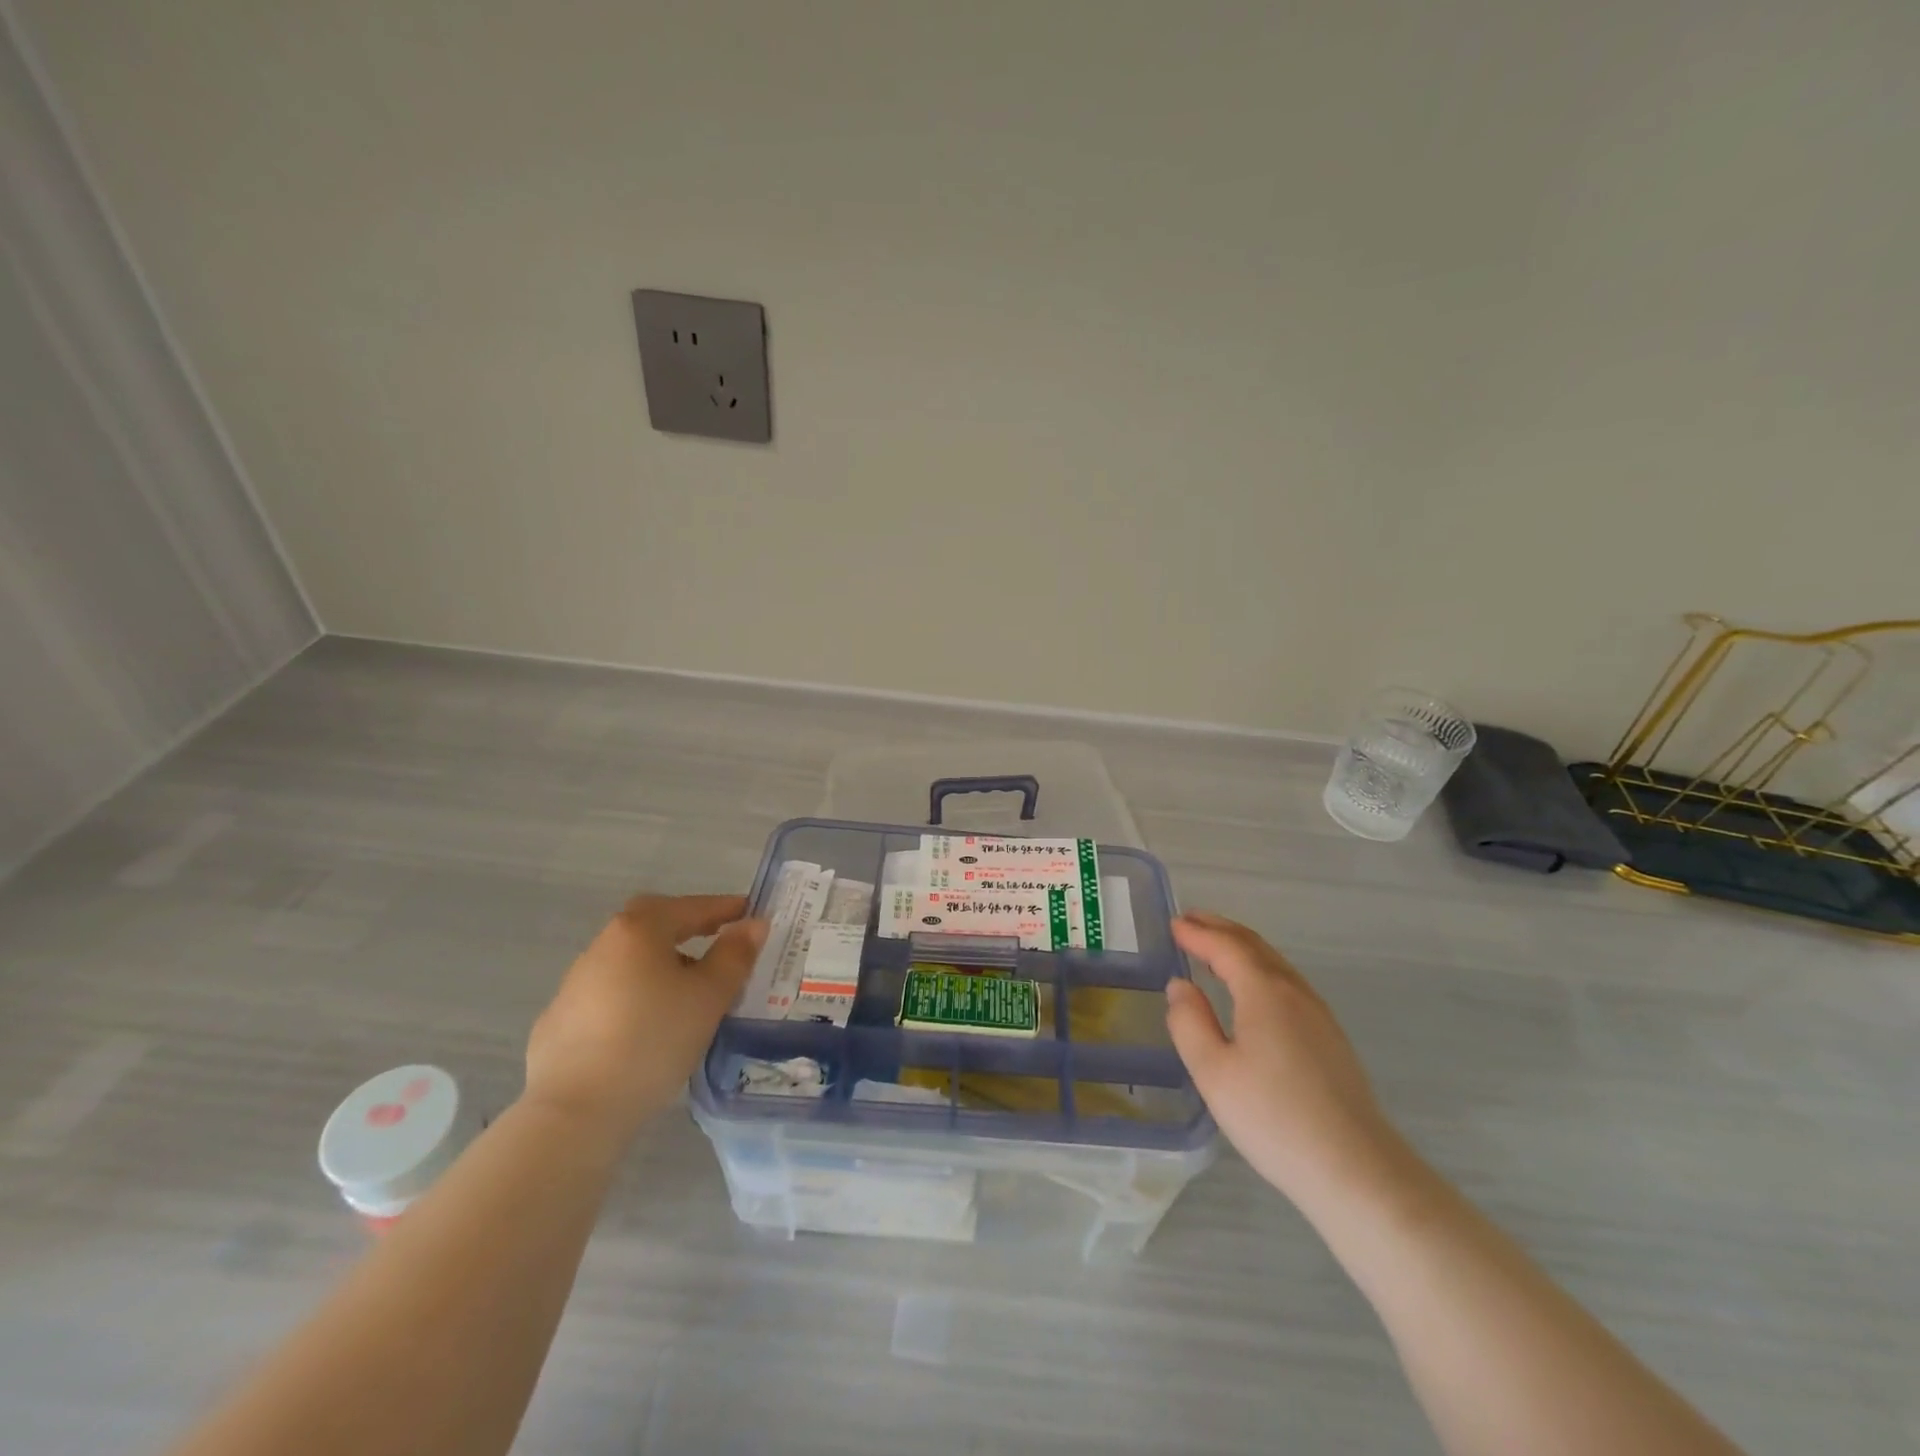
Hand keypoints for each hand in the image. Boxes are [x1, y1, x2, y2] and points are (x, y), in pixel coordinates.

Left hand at [524, 894, 765, 1142]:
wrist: (574, 1111)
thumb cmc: (653, 1040)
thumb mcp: (709, 996)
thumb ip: (735, 955)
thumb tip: (753, 924)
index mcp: (639, 930)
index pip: (691, 906)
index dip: (725, 908)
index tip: (750, 913)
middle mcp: (603, 945)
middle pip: (654, 924)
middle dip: (688, 928)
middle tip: (717, 942)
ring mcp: (576, 983)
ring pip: (631, 959)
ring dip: (662, 963)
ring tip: (690, 991)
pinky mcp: (561, 1020)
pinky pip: (611, 993)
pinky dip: (637, 995)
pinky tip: (649, 1024)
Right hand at [1165, 912, 1403, 1209]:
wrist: (1355, 1169)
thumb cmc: (1273, 1118)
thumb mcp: (1213, 1072)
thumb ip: (1189, 1023)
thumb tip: (1181, 986)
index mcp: (1264, 992)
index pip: (1226, 947)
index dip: (1198, 933)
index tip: (1174, 924)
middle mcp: (1294, 992)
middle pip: (1254, 946)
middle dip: (1220, 929)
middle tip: (1190, 920)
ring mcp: (1318, 1014)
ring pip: (1274, 963)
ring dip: (1242, 946)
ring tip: (1216, 944)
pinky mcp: (1330, 1038)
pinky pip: (1287, 982)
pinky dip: (1260, 967)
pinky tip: (1253, 987)